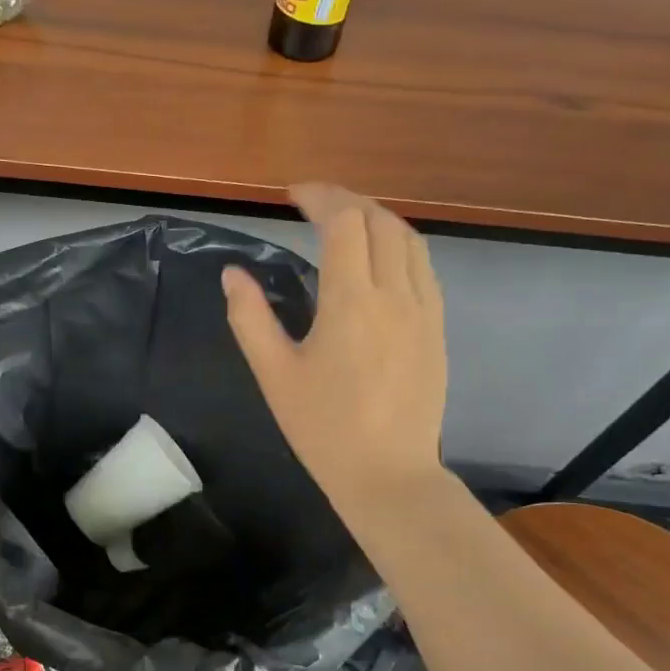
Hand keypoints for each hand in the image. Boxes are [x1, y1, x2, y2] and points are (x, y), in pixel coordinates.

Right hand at [223, 184, 448, 515]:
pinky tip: (380, 260)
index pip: (344, 223)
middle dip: (347, 200)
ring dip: (377, 218)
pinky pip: (423, 267)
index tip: (292, 195)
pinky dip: (399, 245)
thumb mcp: (274, 375)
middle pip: (380, 221)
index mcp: (351, 302)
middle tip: (314, 203)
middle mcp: (395, 294)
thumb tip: (232, 274)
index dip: (320, 197)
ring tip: (347, 221)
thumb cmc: (323, 428)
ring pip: (409, 240)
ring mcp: (424, 310)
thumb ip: (250, 317)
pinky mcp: (436, 328)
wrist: (388, 475)